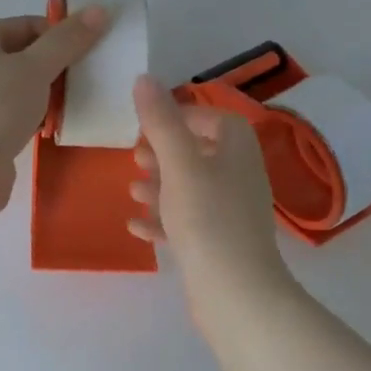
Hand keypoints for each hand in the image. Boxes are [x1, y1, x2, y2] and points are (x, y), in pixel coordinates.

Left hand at [0, 8, 106, 211]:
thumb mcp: (35, 67)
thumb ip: (67, 41)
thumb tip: (100, 9)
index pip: (25, 26)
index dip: (59, 35)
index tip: (90, 53)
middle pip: (20, 59)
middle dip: (54, 69)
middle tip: (87, 81)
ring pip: (17, 93)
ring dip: (45, 99)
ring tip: (75, 107)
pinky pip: (12, 121)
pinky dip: (32, 123)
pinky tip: (53, 131)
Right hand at [128, 76, 292, 318]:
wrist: (235, 291)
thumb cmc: (207, 217)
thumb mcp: (178, 162)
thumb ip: (160, 120)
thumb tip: (144, 78)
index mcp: (237, 150)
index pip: (215, 119)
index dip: (183, 116)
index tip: (149, 124)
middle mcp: (239, 177)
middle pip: (200, 153)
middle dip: (165, 152)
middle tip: (135, 156)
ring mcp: (231, 213)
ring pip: (191, 189)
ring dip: (160, 186)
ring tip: (131, 188)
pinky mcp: (219, 244)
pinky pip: (188, 222)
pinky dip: (162, 219)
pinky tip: (136, 225)